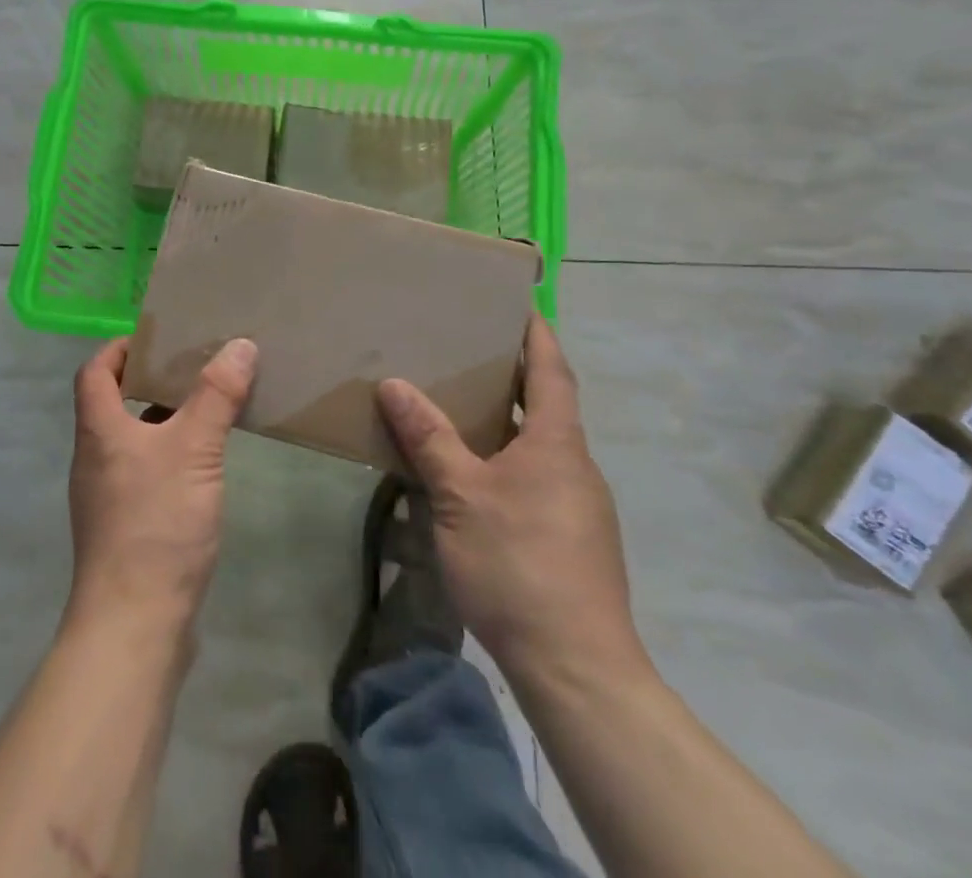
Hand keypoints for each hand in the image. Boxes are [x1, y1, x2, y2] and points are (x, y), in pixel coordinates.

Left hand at [65, 336, 257, 636]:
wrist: (134, 626)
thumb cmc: (156, 524)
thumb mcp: (193, 449)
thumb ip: (216, 395)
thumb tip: (239, 345)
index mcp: (98, 431)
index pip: (94, 371)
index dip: (119, 347)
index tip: (157, 338)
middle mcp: (94, 459)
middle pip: (113, 404)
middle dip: (150, 381)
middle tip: (195, 367)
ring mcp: (106, 498)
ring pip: (133, 441)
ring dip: (164, 421)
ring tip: (207, 409)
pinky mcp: (125, 529)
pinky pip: (145, 474)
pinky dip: (170, 458)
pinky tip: (204, 468)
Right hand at [375, 318, 650, 698]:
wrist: (576, 668)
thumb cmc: (518, 564)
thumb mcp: (460, 495)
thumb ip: (429, 437)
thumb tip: (394, 383)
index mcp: (556, 443)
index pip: (552, 371)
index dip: (538, 334)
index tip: (521, 303)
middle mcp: (575, 465)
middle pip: (547, 405)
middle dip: (513, 374)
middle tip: (469, 349)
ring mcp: (578, 505)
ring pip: (539, 445)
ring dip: (506, 420)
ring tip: (460, 406)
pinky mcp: (571, 539)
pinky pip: (537, 477)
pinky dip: (507, 458)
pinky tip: (473, 476)